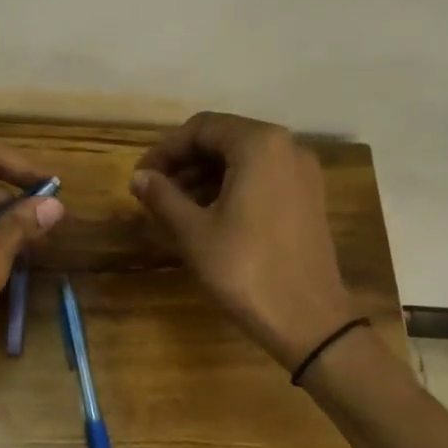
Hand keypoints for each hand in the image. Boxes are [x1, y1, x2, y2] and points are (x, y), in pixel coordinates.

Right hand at [130, 112, 359, 369]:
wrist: (308, 319)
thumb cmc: (244, 269)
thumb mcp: (193, 231)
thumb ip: (163, 196)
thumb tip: (139, 178)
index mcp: (259, 145)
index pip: (201, 128)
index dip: (165, 151)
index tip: (141, 178)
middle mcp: (287, 147)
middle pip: (223, 140)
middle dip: (184, 163)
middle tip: (154, 193)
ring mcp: (302, 173)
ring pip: (243, 161)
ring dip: (205, 177)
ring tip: (174, 209)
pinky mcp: (308, 199)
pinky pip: (262, 179)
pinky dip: (231, 189)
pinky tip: (207, 217)